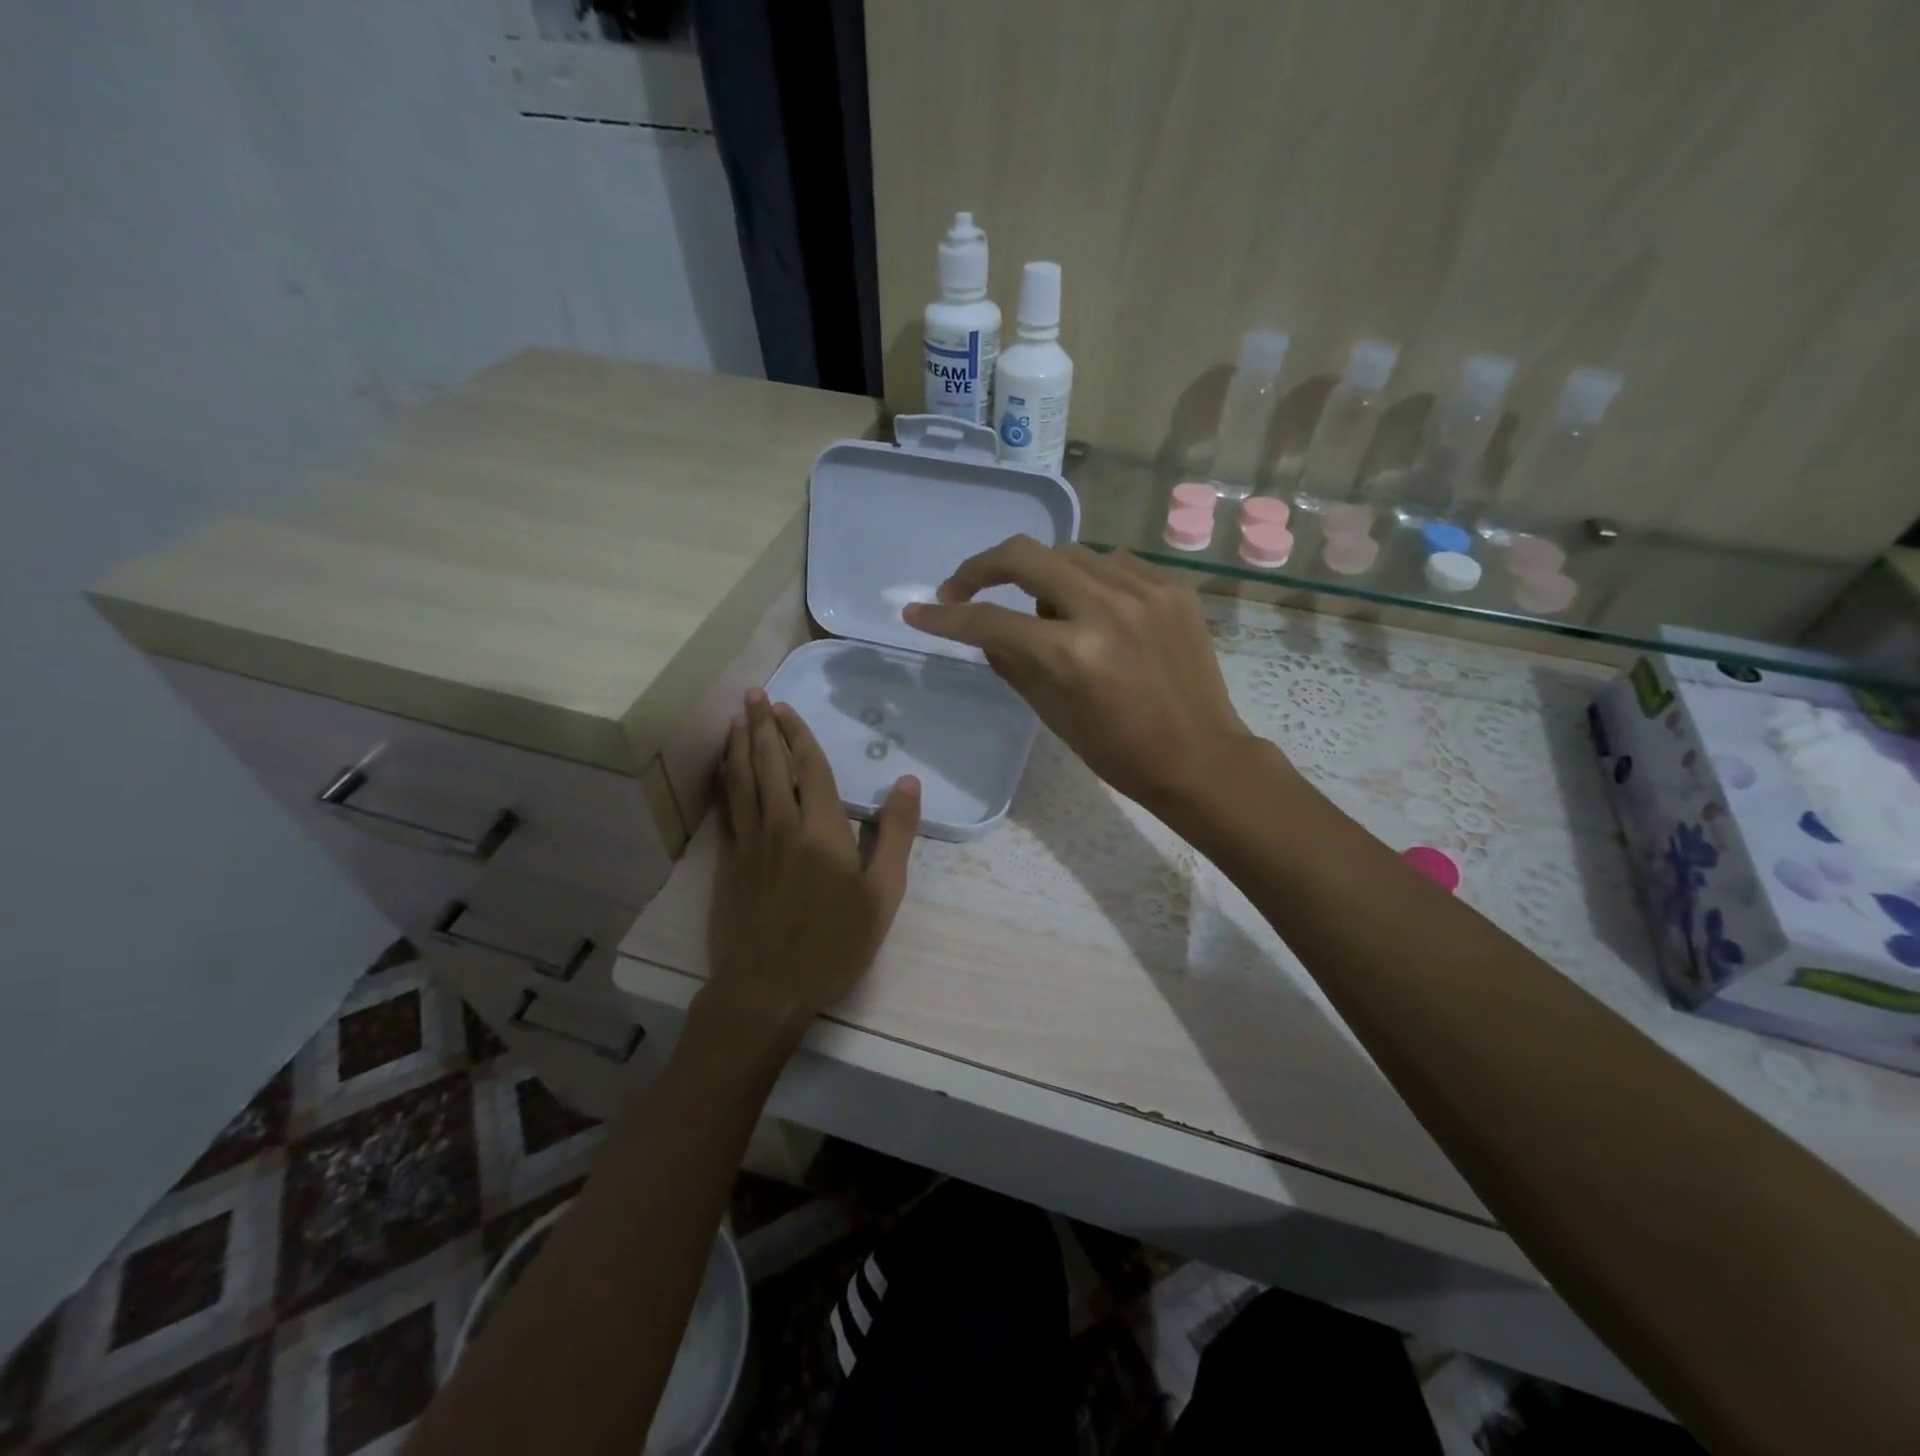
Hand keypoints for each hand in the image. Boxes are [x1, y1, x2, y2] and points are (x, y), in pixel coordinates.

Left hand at [705, 689, 919, 1035]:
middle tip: (754, 695)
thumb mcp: (882, 894)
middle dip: (762, 726)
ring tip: (735, 720)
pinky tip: (724, 771)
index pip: (810, 768)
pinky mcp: (731, 862)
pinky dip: (725, 781)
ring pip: (742, 781)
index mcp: (821, 828)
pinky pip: (727, 808)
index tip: (785, 707)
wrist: (768, 986)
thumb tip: (907, 782)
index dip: (798, 734)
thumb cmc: (834, 942)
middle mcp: (781, 824)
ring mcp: (751, 842)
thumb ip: (895, 835)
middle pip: (770, 764)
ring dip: (739, 746)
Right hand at [903, 535, 1259, 810]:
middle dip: (982, 567)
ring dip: (1039, 573)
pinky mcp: (1171, 588)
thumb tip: (981, 629)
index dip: (945, 616)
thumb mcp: (1051, 712)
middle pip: (1025, 555)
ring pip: (1069, 552)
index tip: (918, 613)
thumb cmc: (1118, 751)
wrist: (1199, 757)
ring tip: (1041, 610)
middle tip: (964, 588)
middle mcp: (1106, 609)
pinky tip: (1087, 605)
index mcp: (1072, 654)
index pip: (990, 620)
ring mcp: (1144, 591)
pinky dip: (1086, 577)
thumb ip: (1010, 661)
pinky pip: (1111, 562)